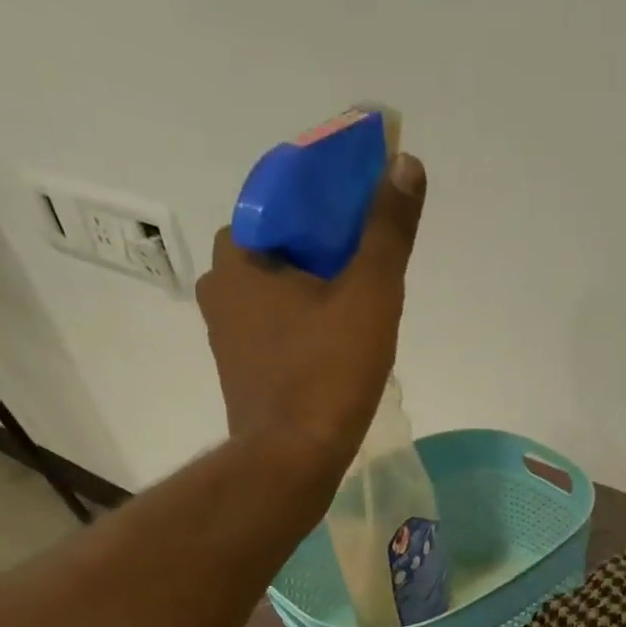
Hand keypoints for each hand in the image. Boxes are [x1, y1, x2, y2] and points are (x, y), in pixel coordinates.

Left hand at [197, 152, 426, 461]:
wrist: (292, 463)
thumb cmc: (327, 375)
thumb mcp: (369, 295)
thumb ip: (386, 230)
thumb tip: (405, 163)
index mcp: (239, 251)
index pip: (288, 198)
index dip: (335, 200)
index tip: (372, 218)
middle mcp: (220, 285)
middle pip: (286, 247)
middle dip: (331, 253)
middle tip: (375, 273)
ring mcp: (226, 334)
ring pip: (283, 293)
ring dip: (322, 294)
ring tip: (366, 315)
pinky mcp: (241, 373)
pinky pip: (280, 331)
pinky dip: (309, 328)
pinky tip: (341, 349)